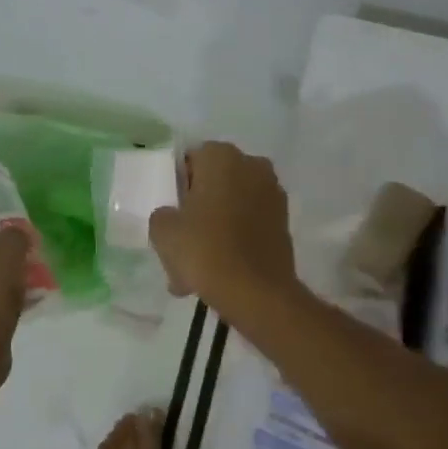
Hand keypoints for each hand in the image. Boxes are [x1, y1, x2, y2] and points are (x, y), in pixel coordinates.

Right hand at [149, 141, 298, 317]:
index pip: (191, 161)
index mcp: (221, 156)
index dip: (178, 187)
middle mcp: (252, 165)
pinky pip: (250, 225)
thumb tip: (173, 216)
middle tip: (182, 242)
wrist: (257, 292)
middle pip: (215, 183)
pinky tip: (219, 271)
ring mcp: (273, 194)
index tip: (172, 214)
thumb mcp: (163, 231)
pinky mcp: (284, 222)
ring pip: (232, 207)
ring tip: (197, 267)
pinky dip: (236, 241)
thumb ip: (163, 214)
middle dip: (199, 208)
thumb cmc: (205, 250)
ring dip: (216, 228)